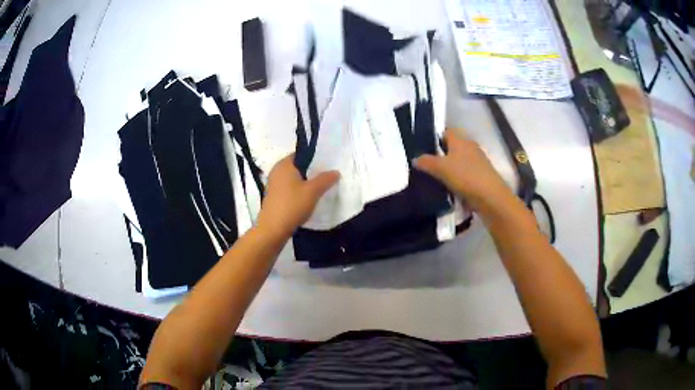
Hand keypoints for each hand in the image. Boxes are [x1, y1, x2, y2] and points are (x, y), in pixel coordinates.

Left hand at [256, 154, 339, 238]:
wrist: (273, 229)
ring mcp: (273, 184)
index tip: (325, 166)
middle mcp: (276, 171)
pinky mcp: (273, 197)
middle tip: (324, 178)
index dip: (313, 158)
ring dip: (304, 183)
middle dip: (310, 172)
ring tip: (317, 190)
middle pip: (296, 167)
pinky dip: (297, 192)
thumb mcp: (313, 191)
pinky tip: (306, 200)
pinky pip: (288, 189)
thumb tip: (335, 172)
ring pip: (292, 179)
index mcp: (284, 164)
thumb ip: (325, 179)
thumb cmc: (292, 205)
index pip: (300, 154)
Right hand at [414, 129, 512, 211]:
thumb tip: (415, 158)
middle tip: (425, 165)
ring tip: (434, 179)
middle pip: (452, 147)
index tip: (422, 148)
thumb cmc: (465, 176)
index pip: (445, 132)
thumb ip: (426, 162)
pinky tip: (449, 189)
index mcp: (461, 140)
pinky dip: (457, 180)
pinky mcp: (481, 176)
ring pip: (458, 162)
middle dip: (440, 155)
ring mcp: (477, 162)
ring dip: (449, 169)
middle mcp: (470, 147)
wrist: (491, 197)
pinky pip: (464, 174)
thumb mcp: (441, 168)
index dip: (434, 137)